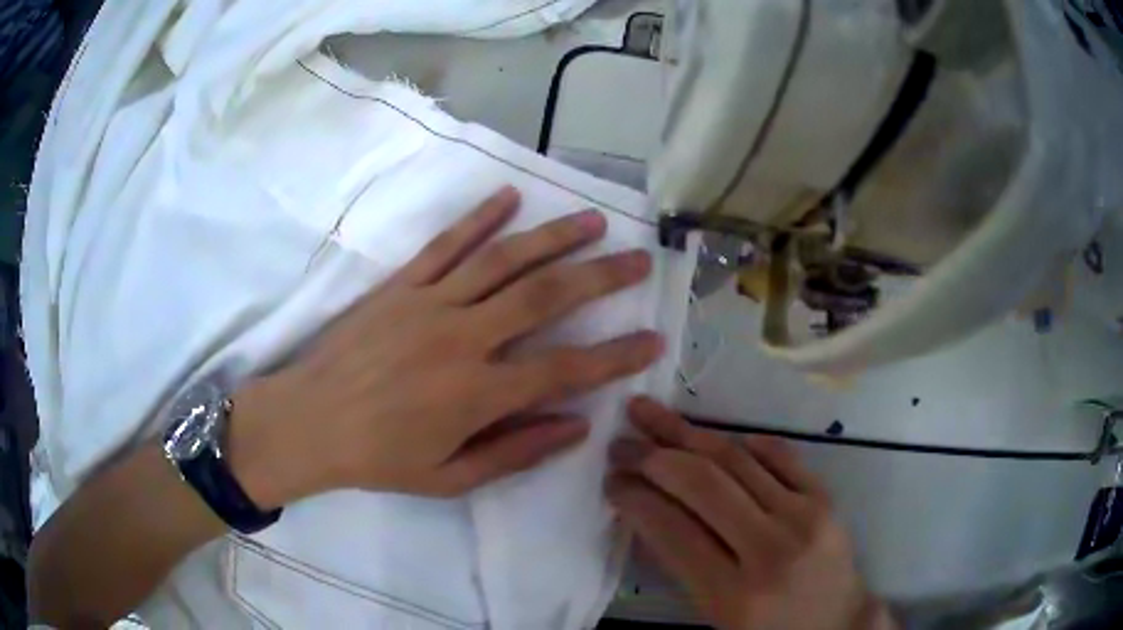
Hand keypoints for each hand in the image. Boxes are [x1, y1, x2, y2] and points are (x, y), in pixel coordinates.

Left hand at [229, 187, 664, 506]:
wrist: (307, 422)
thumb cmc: (378, 459)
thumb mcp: (450, 478)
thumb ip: (516, 452)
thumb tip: (578, 427)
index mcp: (477, 394)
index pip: (566, 369)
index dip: (616, 356)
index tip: (653, 338)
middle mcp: (462, 338)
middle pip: (545, 297)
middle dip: (601, 276)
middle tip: (639, 259)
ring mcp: (429, 303)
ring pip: (503, 260)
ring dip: (553, 237)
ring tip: (592, 220)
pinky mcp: (400, 285)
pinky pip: (445, 244)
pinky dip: (479, 218)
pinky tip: (509, 197)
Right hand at [607, 399, 896, 629]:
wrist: (836, 624)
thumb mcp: (715, 615)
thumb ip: (681, 566)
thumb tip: (645, 512)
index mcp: (734, 594)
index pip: (672, 530)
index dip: (634, 498)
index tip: (610, 480)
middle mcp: (770, 549)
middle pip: (703, 484)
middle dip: (653, 457)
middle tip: (620, 441)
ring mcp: (804, 517)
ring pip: (737, 460)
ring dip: (687, 434)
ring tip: (650, 414)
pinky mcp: (825, 499)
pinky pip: (780, 456)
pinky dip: (743, 442)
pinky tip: (714, 436)